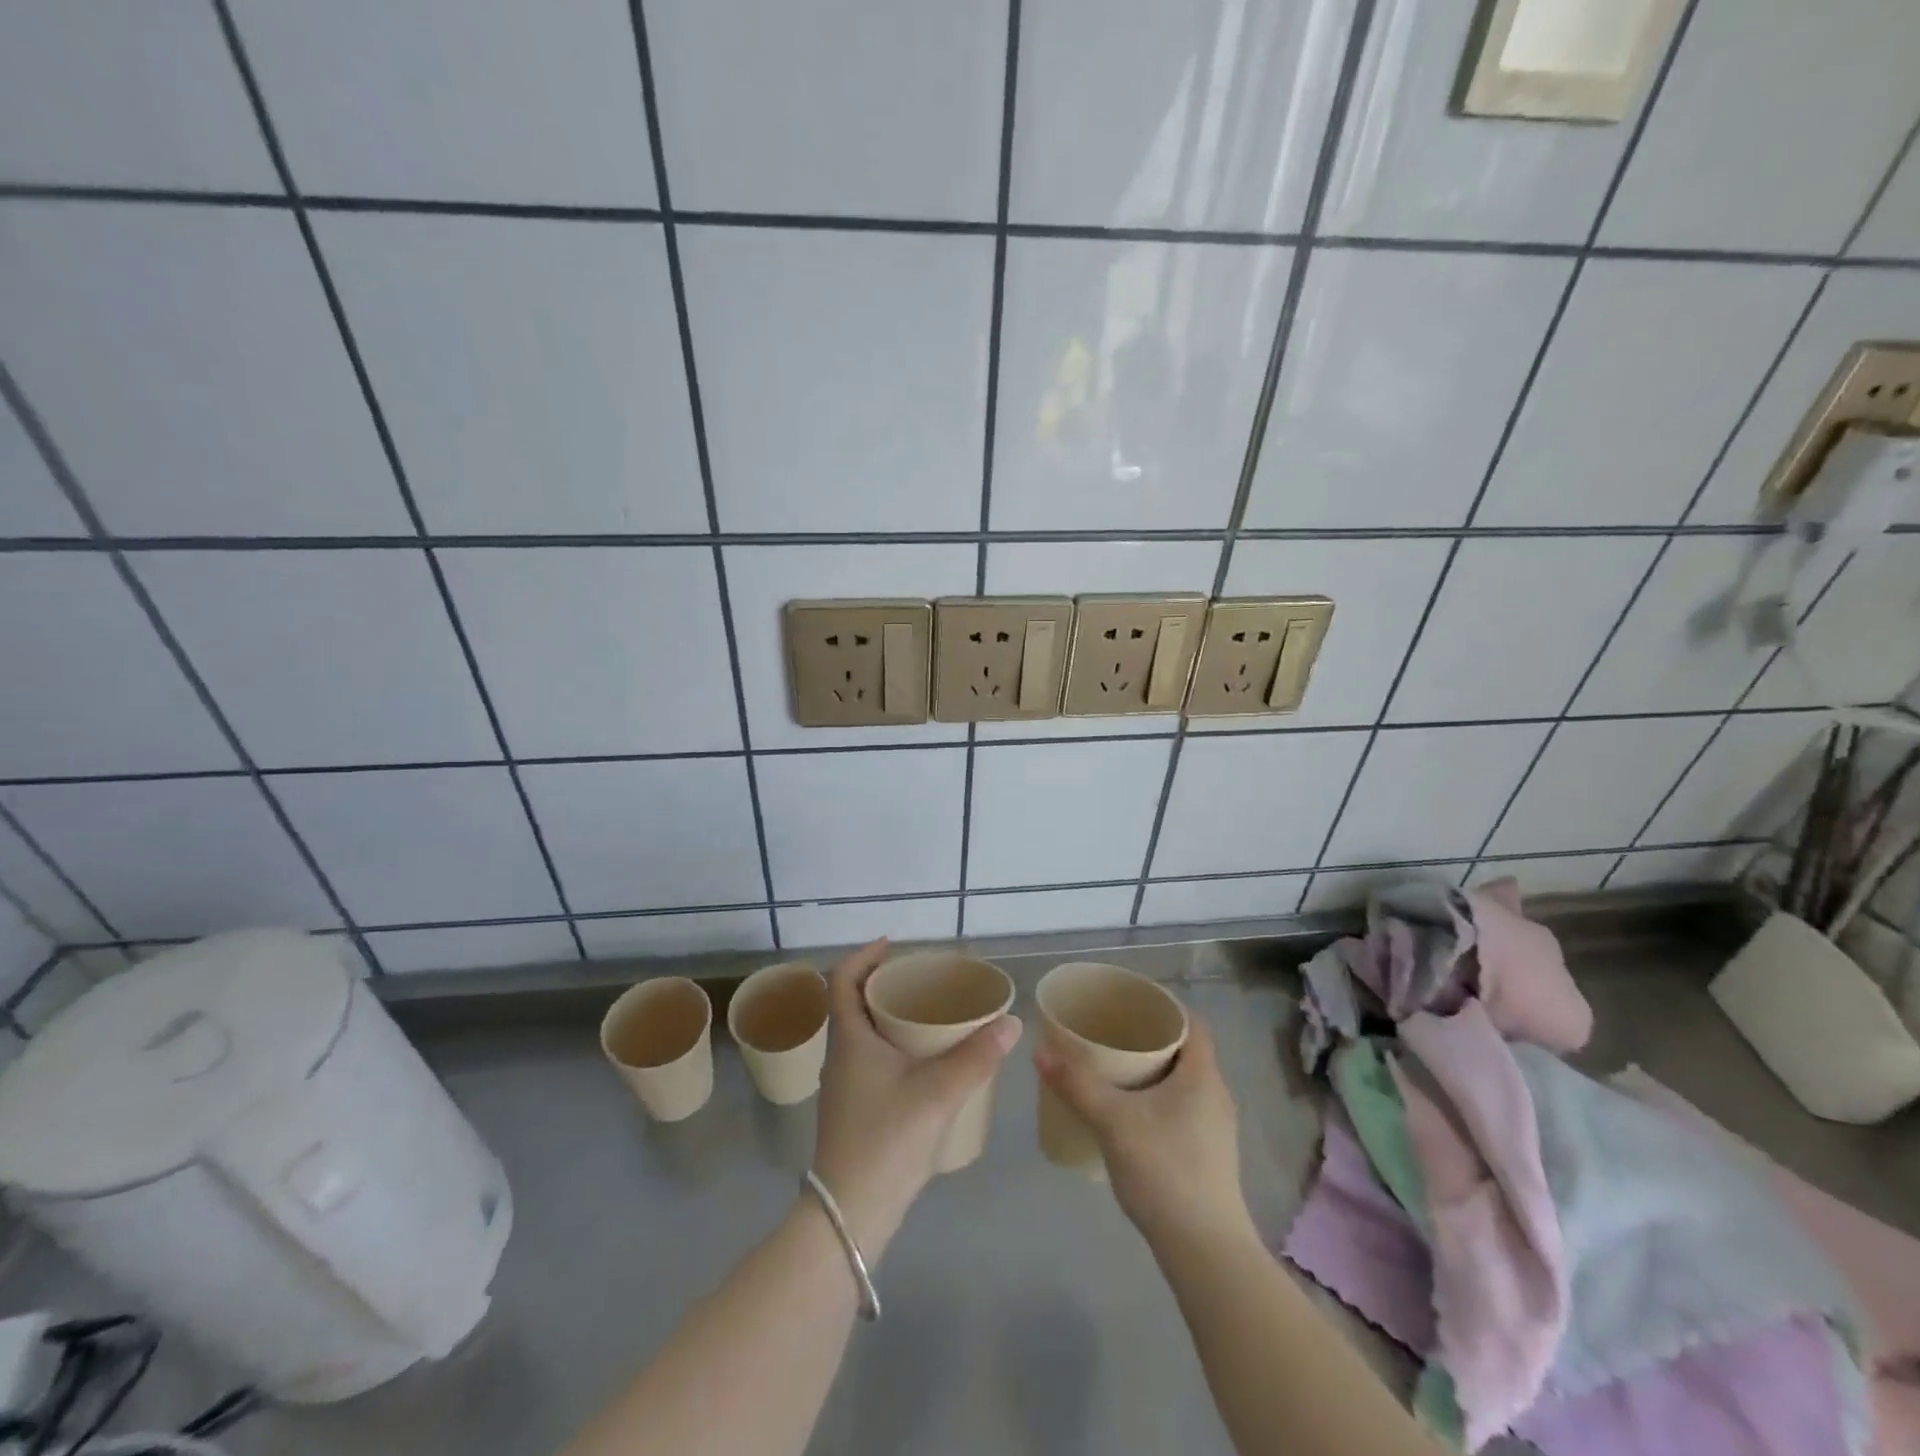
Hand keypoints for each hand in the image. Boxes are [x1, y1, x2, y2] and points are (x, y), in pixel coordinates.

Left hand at [809, 940, 1021, 1257]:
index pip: (842, 979)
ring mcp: (843, 1086)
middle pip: (852, 1003)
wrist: (850, 1216)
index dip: (864, 955)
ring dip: (886, 1015)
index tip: (893, 944)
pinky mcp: (853, 1110)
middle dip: (881, 983)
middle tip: (920, 977)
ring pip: (861, 1033)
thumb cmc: (886, 1140)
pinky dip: (890, 1044)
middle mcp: (840, 1056)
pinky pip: (868, 1058)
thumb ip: (977, 1056)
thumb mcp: (938, 1093)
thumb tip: (1011, 1022)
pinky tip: (921, 1061)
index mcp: (849, 1039)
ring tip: (925, 1013)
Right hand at [1034, 1015, 1249, 1248]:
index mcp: (1203, 1076)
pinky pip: (1181, 1107)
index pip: (1191, 1022)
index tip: (1128, 1001)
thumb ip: (1077, 1084)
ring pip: (1182, 1080)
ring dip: (1152, 1068)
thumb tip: (1040, 1050)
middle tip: (1111, 1030)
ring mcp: (1215, 1128)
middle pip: (1185, 1049)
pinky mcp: (1207, 1155)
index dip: (1163, 1005)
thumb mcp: (1114, 1122)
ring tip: (1113, 1067)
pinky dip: (1156, 1097)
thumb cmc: (1166, 1172)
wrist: (1206, 1253)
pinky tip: (1127, 1112)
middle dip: (1149, 1036)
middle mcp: (1215, 1095)